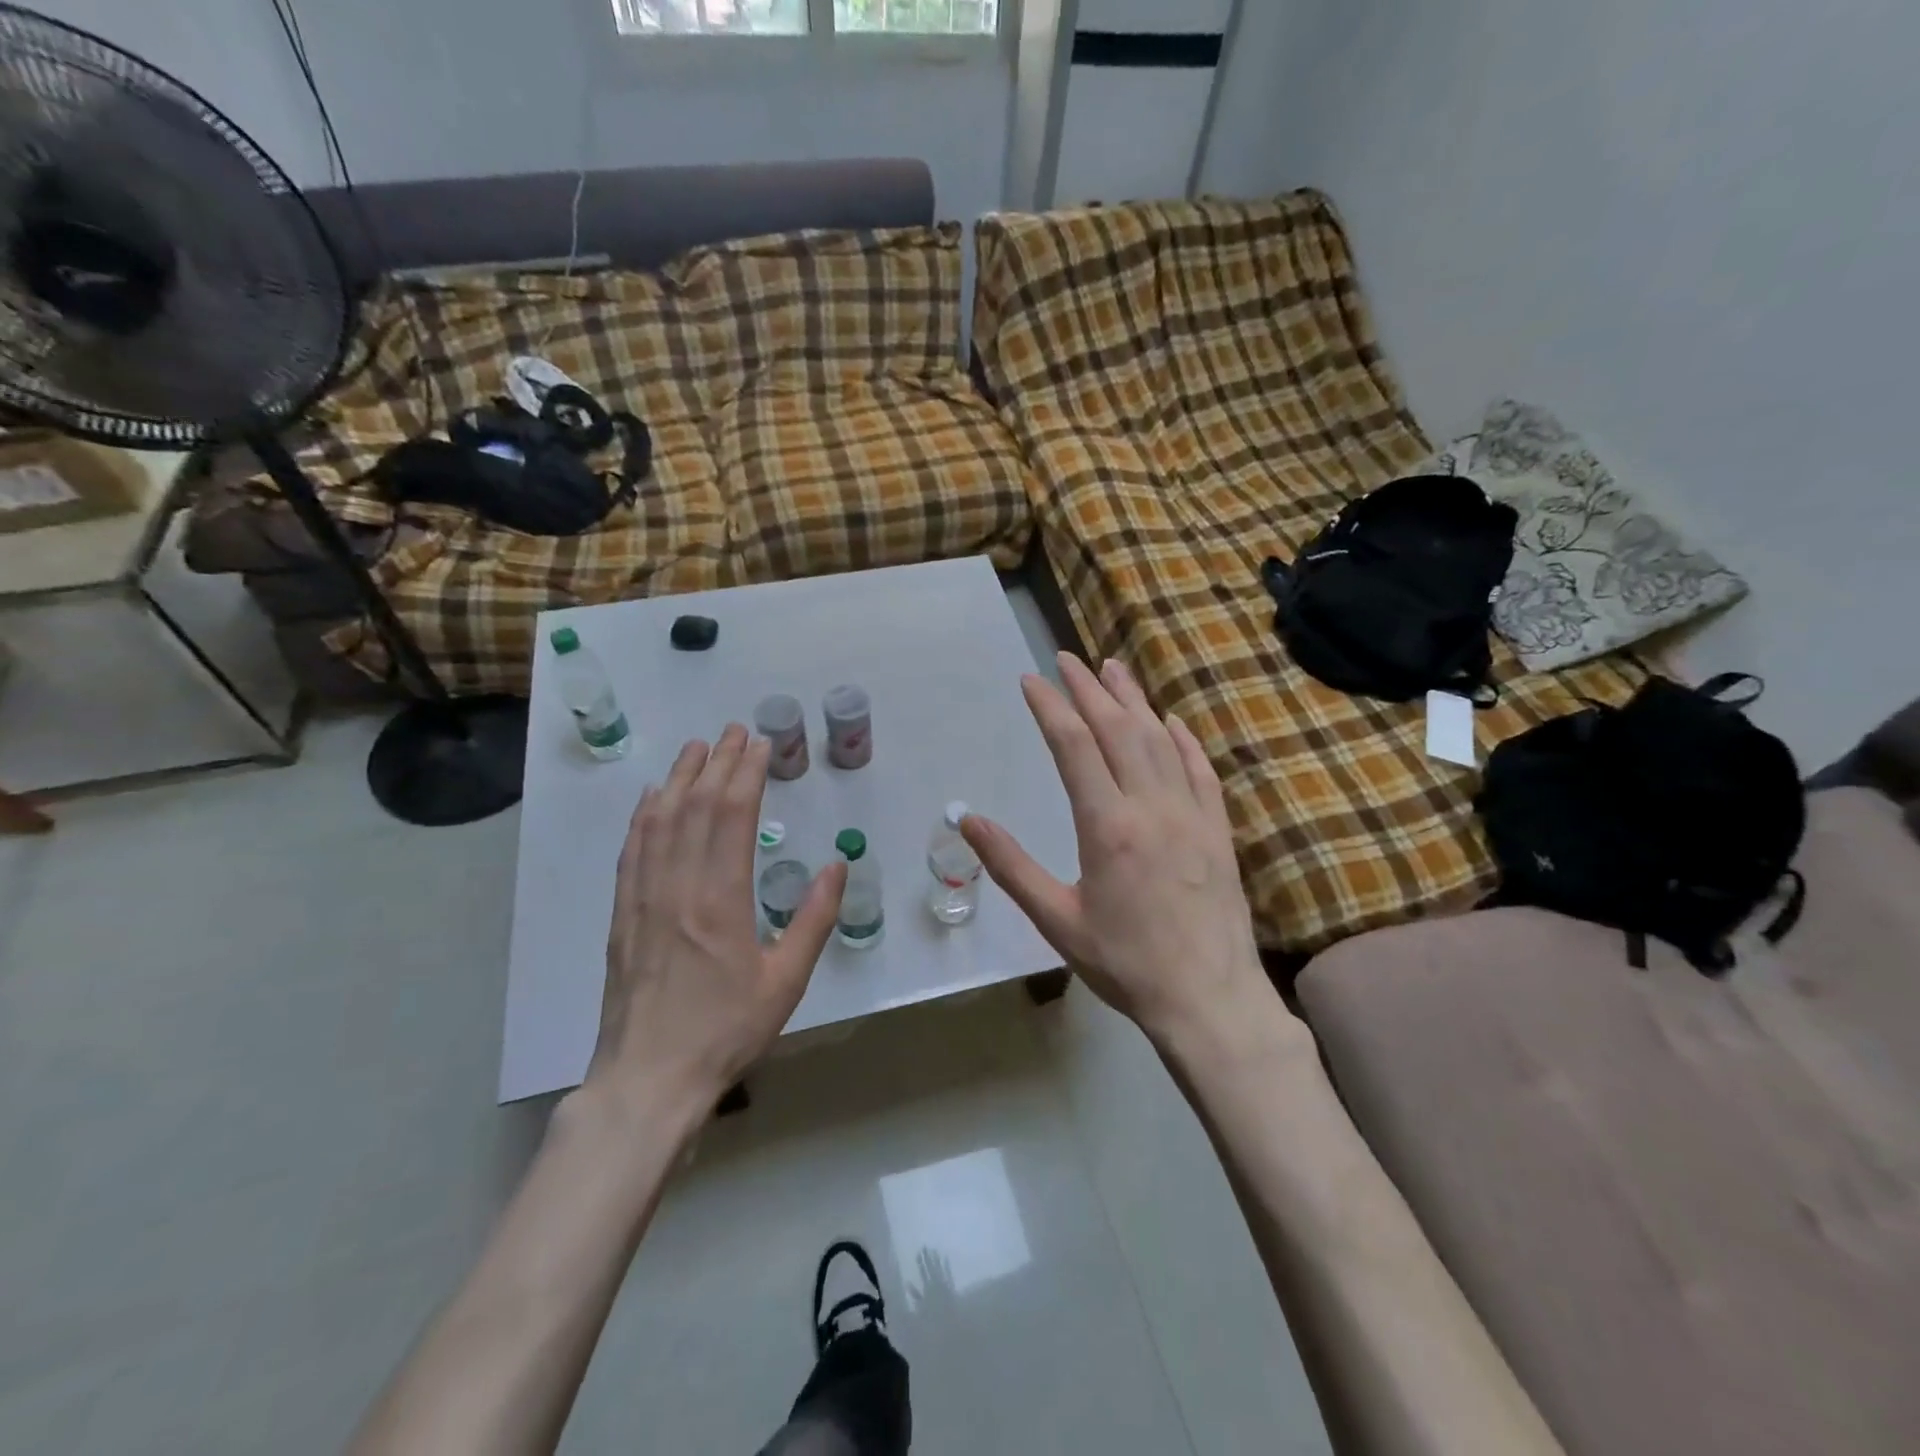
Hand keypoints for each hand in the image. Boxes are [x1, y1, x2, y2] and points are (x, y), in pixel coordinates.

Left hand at [590, 725, 846, 1107]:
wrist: (649, 1079)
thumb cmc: (726, 1031)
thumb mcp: (786, 981)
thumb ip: (814, 919)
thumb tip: (836, 866)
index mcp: (722, 899)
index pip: (733, 817)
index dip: (747, 774)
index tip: (761, 745)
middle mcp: (678, 886)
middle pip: (697, 807)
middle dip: (719, 762)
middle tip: (735, 731)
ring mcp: (643, 898)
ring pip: (660, 821)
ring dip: (680, 777)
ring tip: (698, 747)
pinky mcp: (622, 914)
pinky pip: (632, 850)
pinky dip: (643, 815)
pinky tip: (652, 797)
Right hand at [963, 654, 1270, 1046]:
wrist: (1209, 999)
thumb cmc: (1125, 963)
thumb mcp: (1057, 921)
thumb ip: (1011, 867)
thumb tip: (967, 821)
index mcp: (1107, 826)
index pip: (1073, 746)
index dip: (1050, 706)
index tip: (1031, 680)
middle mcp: (1151, 806)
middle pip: (1117, 729)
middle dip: (1088, 689)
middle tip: (1067, 658)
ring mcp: (1191, 814)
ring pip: (1160, 740)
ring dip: (1134, 700)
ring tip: (1113, 669)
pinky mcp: (1217, 829)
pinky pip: (1201, 770)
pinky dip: (1183, 739)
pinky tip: (1170, 721)